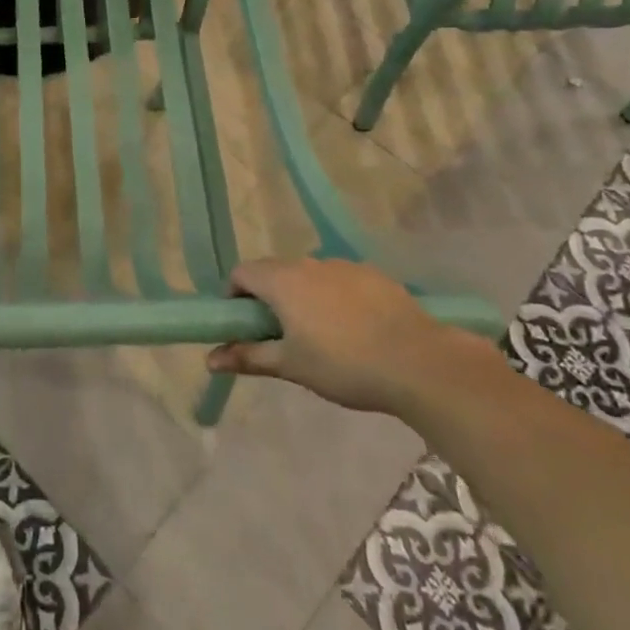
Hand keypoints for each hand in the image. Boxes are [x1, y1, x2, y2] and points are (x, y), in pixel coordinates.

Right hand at [207, 258, 488, 414]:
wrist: (420, 363)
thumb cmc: (344, 365)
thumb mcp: (291, 366)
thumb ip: (248, 357)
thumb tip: (209, 359)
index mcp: (281, 281)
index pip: (241, 273)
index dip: (235, 296)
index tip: (245, 325)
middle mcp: (308, 263)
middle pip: (274, 271)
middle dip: (269, 298)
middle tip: (281, 335)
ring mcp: (343, 266)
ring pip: (309, 275)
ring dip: (304, 296)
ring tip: (323, 335)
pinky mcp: (374, 275)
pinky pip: (341, 281)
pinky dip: (336, 297)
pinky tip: (356, 329)